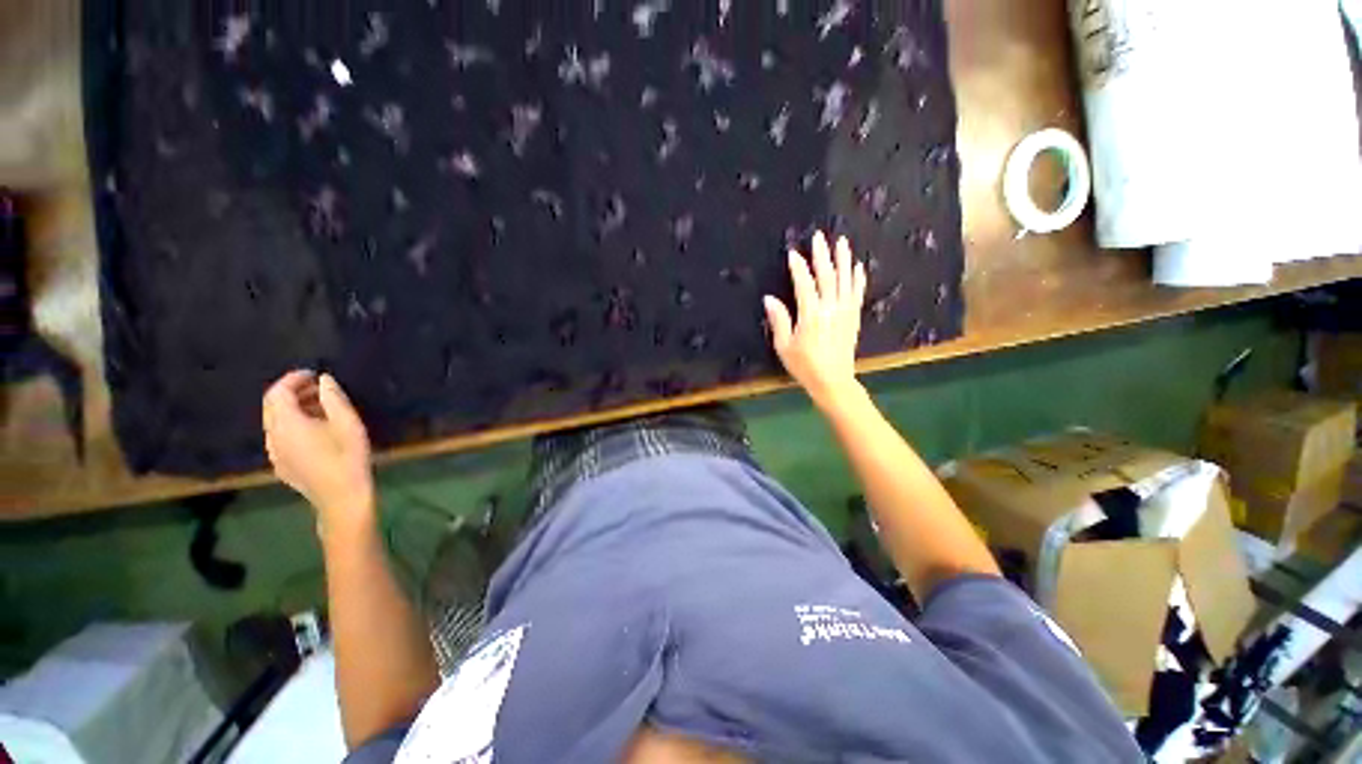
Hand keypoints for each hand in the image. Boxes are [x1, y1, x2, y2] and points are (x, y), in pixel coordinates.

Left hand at [263, 370, 374, 535]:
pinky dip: (292, 425)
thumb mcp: (348, 423)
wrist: (342, 498)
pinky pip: (280, 437)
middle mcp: (273, 436)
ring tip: (321, 408)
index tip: (314, 374)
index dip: (293, 379)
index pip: (278, 392)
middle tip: (318, 388)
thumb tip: (324, 380)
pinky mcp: (281, 465)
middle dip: (292, 392)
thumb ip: (333, 398)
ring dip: (293, 409)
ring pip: (275, 422)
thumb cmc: (348, 456)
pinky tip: (315, 431)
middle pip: (272, 406)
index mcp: (286, 424)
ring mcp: (274, 453)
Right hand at [763, 231, 866, 411]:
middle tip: (819, 236)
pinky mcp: (854, 318)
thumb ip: (779, 320)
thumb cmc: (804, 365)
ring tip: (842, 242)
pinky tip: (858, 266)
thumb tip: (769, 298)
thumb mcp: (784, 346)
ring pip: (845, 280)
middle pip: (827, 276)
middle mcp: (831, 309)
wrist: (833, 381)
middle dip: (822, 255)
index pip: (804, 284)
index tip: (793, 253)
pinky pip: (857, 294)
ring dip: (843, 260)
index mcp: (811, 315)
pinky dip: (858, 279)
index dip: (799, 268)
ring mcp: (845, 312)